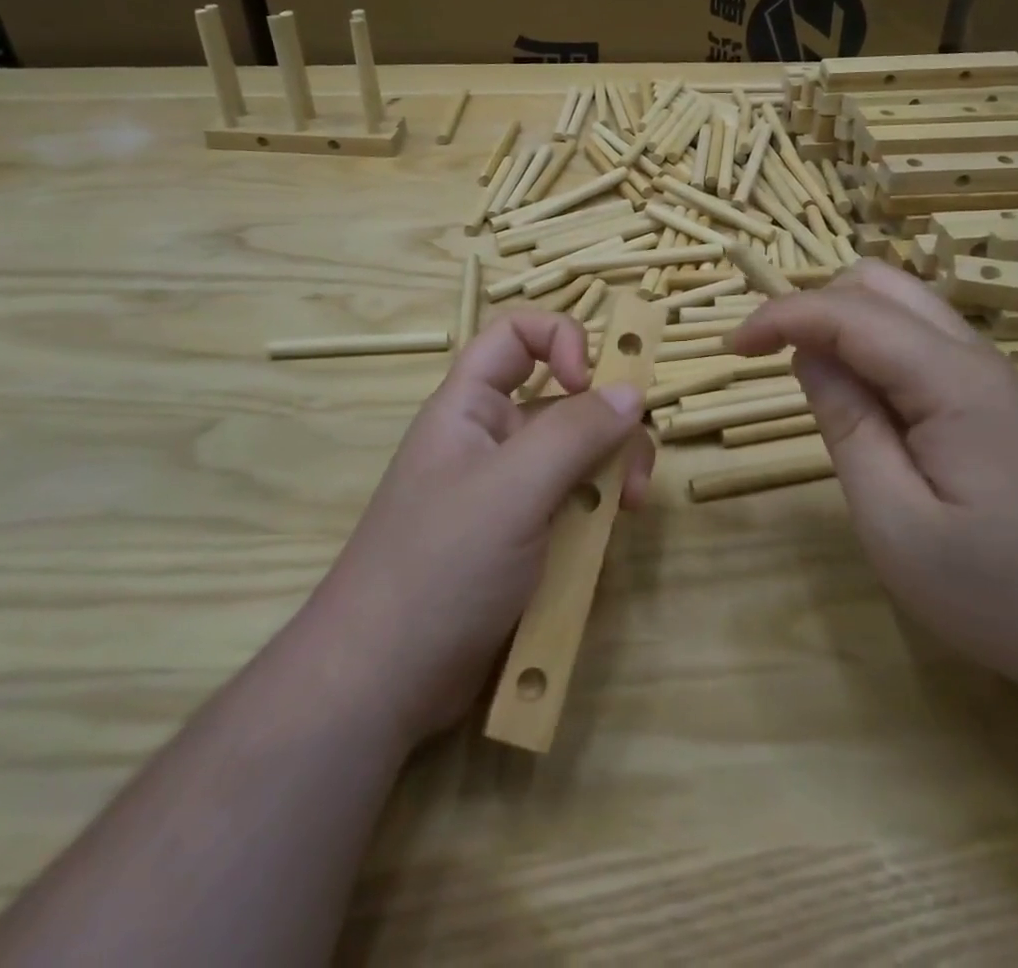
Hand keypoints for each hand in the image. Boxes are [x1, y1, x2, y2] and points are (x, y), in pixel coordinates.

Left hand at [311, 311, 653, 745]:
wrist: (384, 682)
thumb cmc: (440, 566)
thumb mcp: (512, 489)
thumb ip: (575, 433)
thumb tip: (632, 391)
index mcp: (471, 406)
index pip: (517, 335)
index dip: (561, 340)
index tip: (590, 383)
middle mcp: (492, 439)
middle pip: (564, 400)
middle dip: (608, 425)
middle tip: (634, 470)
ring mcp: (509, 492)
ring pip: (578, 456)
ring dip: (612, 475)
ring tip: (628, 512)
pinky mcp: (524, 539)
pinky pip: (573, 506)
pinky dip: (597, 516)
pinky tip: (606, 544)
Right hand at [726, 261, 1017, 695]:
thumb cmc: (1002, 594)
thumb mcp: (896, 522)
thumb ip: (846, 425)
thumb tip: (808, 355)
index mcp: (950, 380)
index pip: (847, 312)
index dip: (780, 316)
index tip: (730, 350)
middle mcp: (974, 356)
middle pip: (879, 284)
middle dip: (813, 307)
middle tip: (774, 363)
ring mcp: (993, 375)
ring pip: (903, 306)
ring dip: (844, 324)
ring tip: (815, 384)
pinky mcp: (998, 399)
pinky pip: (922, 341)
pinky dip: (875, 349)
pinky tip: (869, 405)